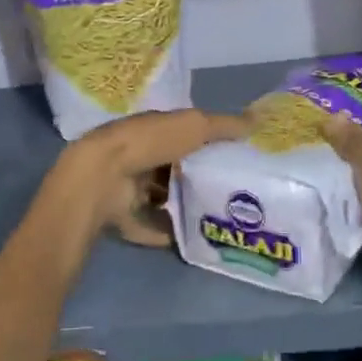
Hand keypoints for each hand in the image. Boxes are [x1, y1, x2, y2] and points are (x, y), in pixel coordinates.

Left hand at [50, 108, 249, 247]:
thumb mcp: (194, 125)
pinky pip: (151, 227)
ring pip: (162, 198)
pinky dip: (169, 232)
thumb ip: (223, 126)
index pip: (181, 136)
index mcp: (152, 131)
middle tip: (229, 193)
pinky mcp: (124, 217)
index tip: (231, 158)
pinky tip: (194, 239)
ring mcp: (129, 189)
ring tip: (218, 217)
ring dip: (183, 206)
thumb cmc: (150, 142)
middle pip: (172, 169)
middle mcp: (139, 158)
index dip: (204, 144)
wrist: (104, 176)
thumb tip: (257, 121)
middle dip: (195, 178)